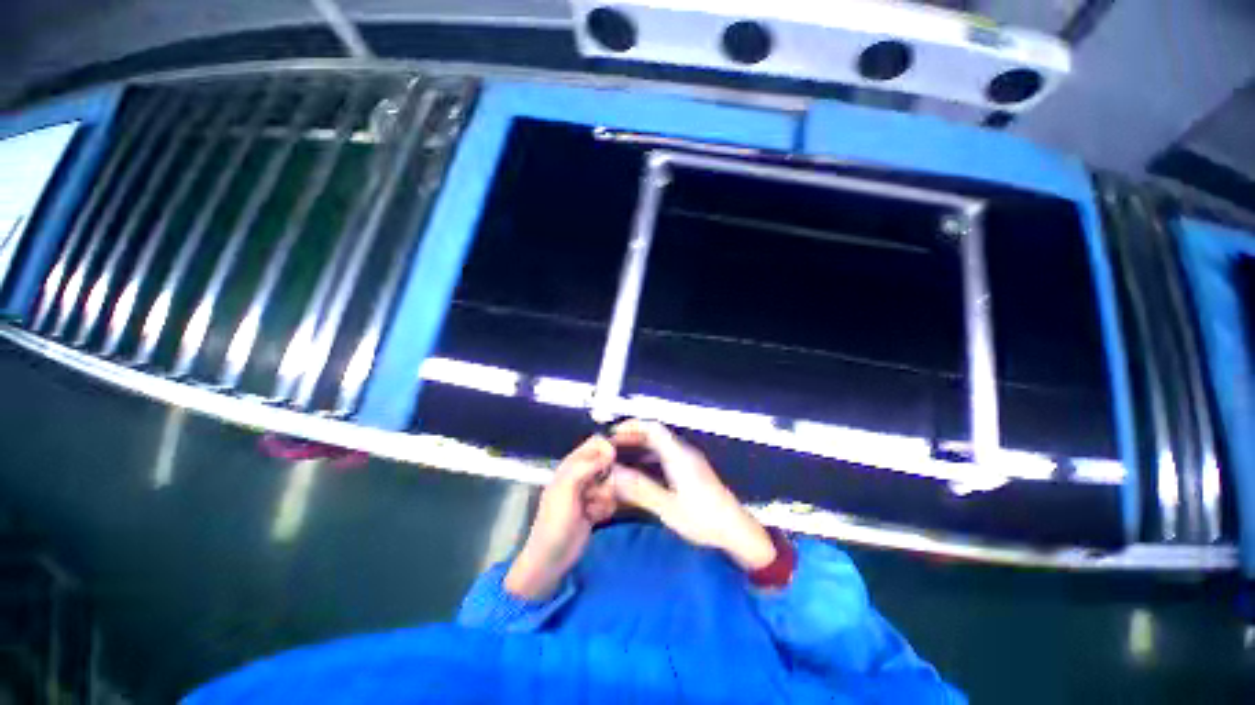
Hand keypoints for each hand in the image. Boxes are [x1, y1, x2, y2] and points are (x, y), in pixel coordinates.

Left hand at [504, 436, 617, 599]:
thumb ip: (586, 466)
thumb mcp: (567, 488)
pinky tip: (594, 518)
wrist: (552, 559)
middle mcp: (582, 474)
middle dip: (608, 477)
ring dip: (606, 496)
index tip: (613, 460)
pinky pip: (612, 499)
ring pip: (612, 482)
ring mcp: (590, 491)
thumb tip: (610, 451)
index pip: (595, 443)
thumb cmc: (555, 521)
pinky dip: (606, 508)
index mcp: (571, 464)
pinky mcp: (597, 507)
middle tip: (597, 491)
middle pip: (608, 463)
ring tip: (591, 508)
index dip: (607, 448)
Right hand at [609, 420, 776, 570]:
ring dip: (640, 446)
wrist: (736, 530)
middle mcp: (684, 452)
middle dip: (632, 436)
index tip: (612, 434)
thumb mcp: (668, 507)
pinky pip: (665, 454)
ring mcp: (689, 460)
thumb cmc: (703, 518)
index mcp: (678, 455)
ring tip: (620, 455)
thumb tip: (613, 473)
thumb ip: (640, 489)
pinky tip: (639, 469)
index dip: (632, 427)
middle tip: (610, 446)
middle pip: (655, 434)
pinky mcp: (691, 470)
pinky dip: (648, 456)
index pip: (653, 428)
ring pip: (660, 444)